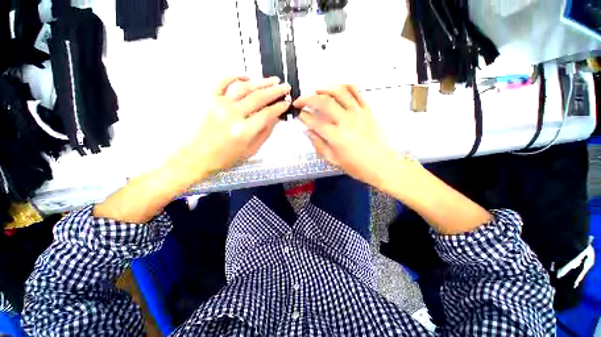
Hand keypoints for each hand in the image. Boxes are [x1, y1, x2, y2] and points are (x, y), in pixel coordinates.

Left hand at [94, 76, 290, 222]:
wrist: (194, 157)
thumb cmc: (225, 158)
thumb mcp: (250, 151)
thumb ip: (264, 133)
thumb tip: (275, 118)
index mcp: (244, 131)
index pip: (267, 114)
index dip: (279, 107)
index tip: (287, 103)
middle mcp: (233, 115)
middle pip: (259, 97)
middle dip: (275, 91)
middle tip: (285, 86)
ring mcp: (218, 104)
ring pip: (244, 87)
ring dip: (261, 82)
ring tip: (272, 79)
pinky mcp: (207, 98)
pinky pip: (222, 81)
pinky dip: (235, 76)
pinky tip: (246, 76)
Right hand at [294, 85, 405, 188]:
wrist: (382, 166)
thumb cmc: (356, 166)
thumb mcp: (333, 160)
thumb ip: (318, 144)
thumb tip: (307, 131)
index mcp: (336, 136)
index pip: (314, 122)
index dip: (304, 116)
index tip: (299, 114)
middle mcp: (346, 121)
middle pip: (324, 102)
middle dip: (308, 99)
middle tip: (300, 101)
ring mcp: (359, 113)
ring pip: (340, 92)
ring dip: (325, 88)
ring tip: (316, 90)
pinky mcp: (368, 110)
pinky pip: (357, 92)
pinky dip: (345, 86)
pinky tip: (337, 88)